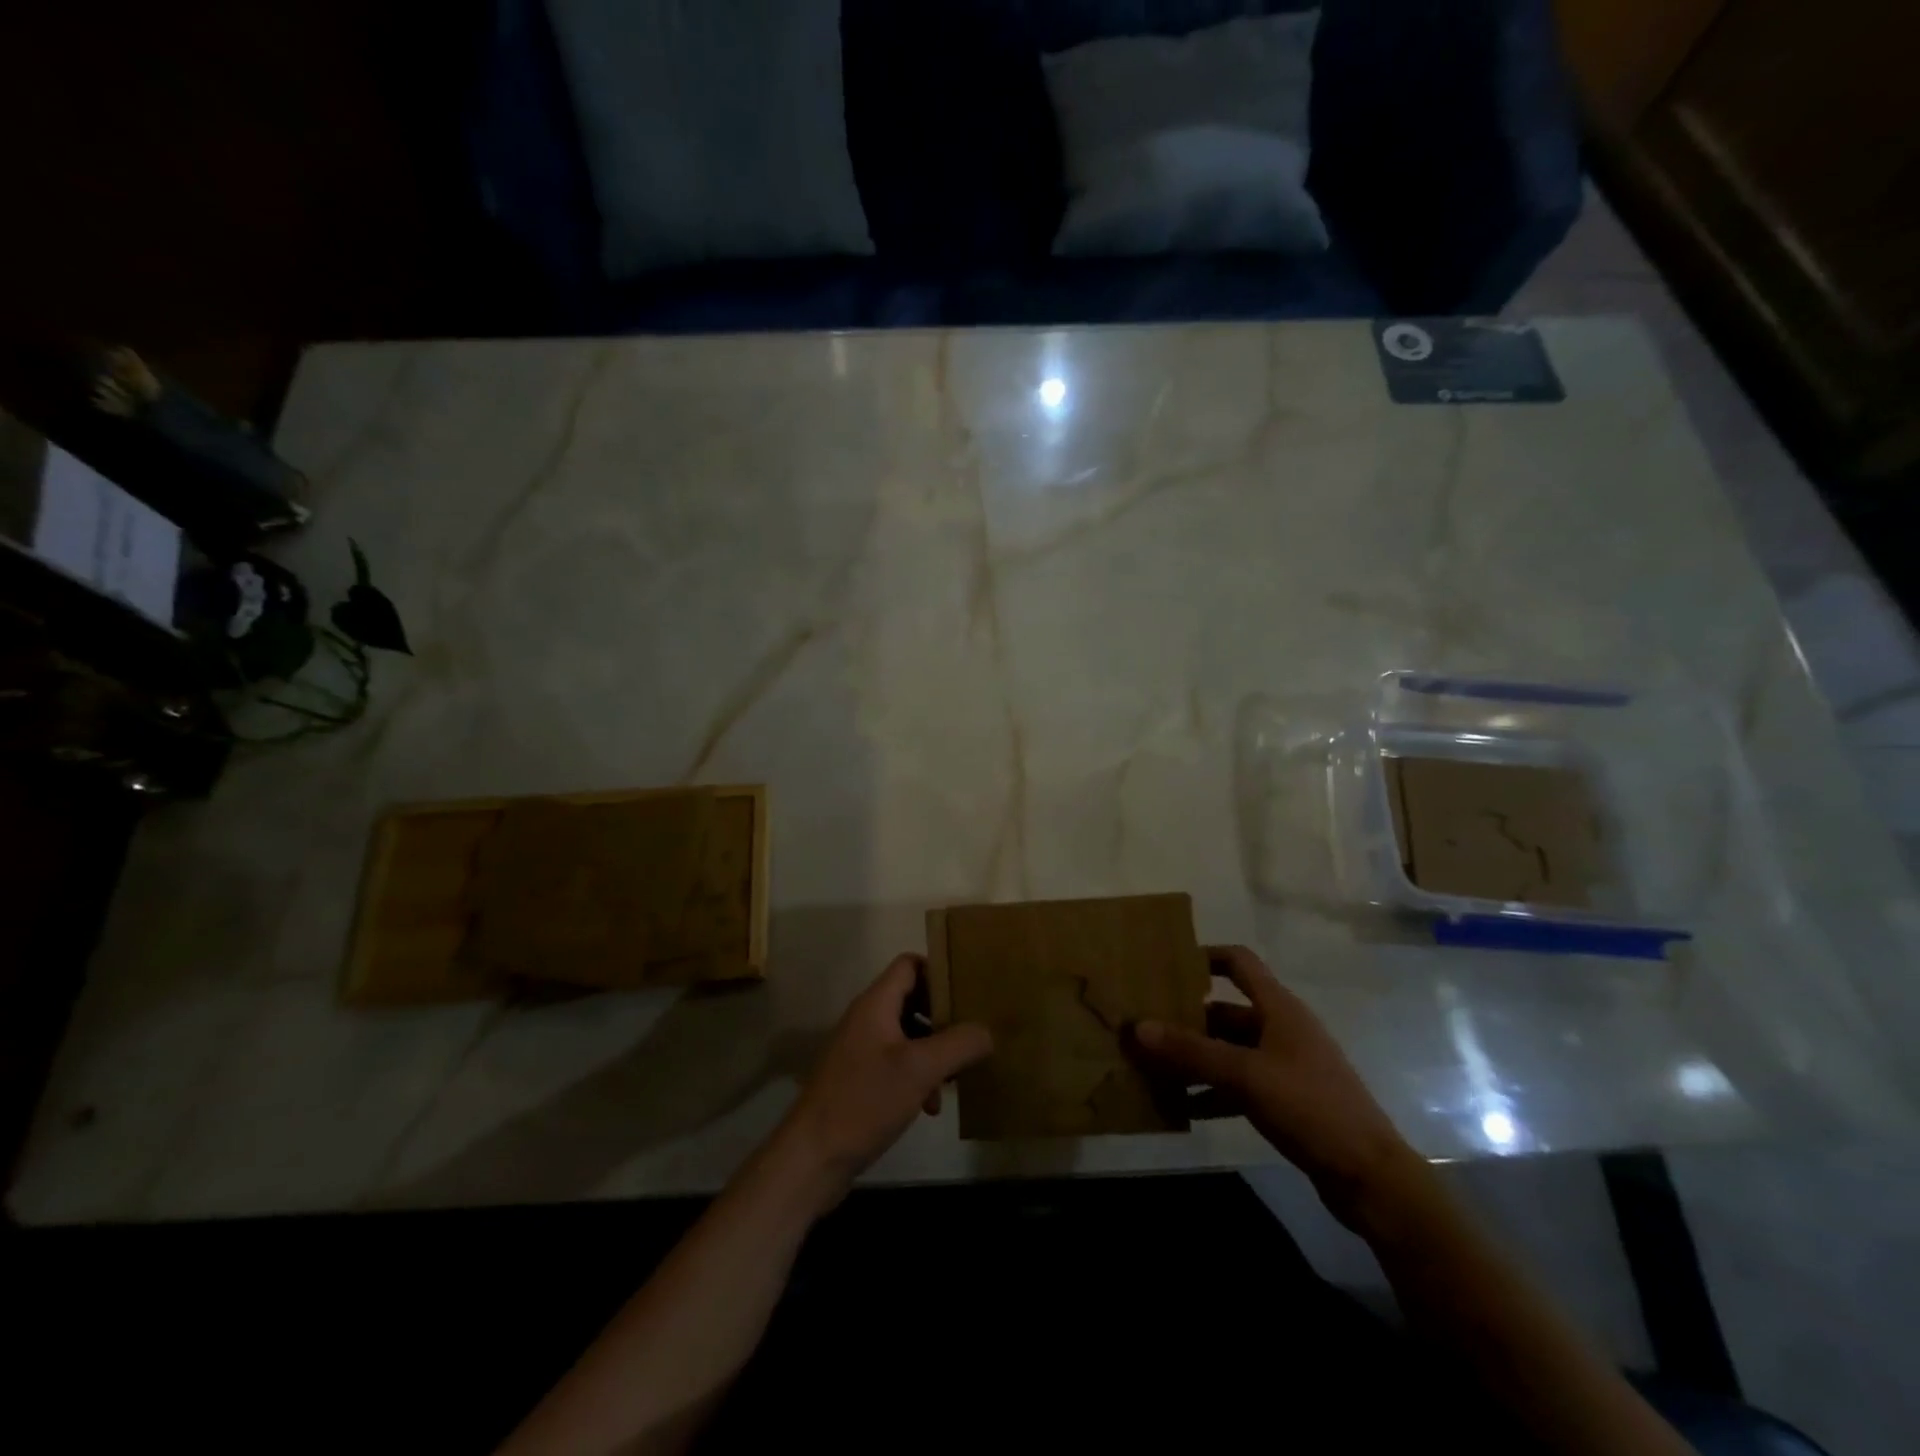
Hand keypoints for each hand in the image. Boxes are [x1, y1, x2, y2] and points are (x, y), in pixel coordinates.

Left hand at [773, 955, 992, 1200]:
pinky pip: (897, 1063)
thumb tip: (987, 1031)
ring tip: (957, 1076)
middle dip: (943, 1016)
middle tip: (972, 1033)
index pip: (910, 964)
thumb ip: (958, 1045)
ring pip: (908, 1035)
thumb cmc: (865, 1101)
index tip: (969, 991)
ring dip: (934, 1051)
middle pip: (912, 999)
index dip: (939, 971)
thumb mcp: (920, 1069)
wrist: (811, 1158)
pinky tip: (931, 1105)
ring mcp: (861, 1050)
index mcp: (876, 1004)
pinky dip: (918, 1076)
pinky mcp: (860, 1080)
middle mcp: (867, 1019)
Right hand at [1130, 945, 1427, 1229]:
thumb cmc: (1311, 1107)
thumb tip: (1136, 1027)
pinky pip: (1237, 1085)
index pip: (1239, 962)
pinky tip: (1182, 1107)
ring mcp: (1284, 1066)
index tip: (1164, 965)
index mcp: (1278, 1008)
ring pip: (1228, 1050)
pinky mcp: (1285, 1100)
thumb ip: (1191, 1052)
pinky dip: (1210, 1091)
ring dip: (1194, 1058)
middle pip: (1225, 1010)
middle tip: (1143, 1024)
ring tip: (1151, 1066)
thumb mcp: (1246, 1076)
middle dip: (1185, 1017)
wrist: (1371, 1178)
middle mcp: (1280, 1029)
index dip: (1204, 956)